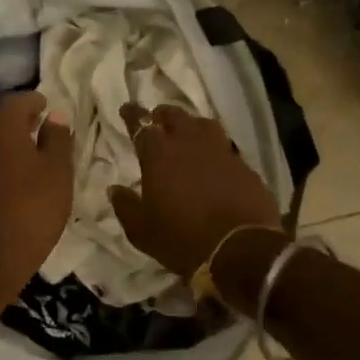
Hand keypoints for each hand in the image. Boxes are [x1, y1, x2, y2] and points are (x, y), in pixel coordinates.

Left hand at [0, 92, 74, 295]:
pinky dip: (4, 161)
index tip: (48, 106)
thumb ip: (58, 139)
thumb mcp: (57, 172)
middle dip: (23, 121)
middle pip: (1, 120)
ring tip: (36, 154)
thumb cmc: (32, 208)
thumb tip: (56, 114)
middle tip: (45, 128)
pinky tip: (19, 177)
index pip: (17, 101)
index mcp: (3, 129)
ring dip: (13, 142)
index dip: (34, 100)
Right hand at [109, 103, 282, 278]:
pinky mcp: (245, 166)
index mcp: (159, 154)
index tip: (127, 109)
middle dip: (163, 115)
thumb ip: (125, 206)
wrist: (241, 250)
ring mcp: (221, 152)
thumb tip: (114, 189)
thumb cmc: (183, 239)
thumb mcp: (142, 231)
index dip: (132, 115)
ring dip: (192, 125)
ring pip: (204, 125)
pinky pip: (226, 148)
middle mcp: (190, 143)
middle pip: (175, 116)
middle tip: (157, 120)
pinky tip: (214, 160)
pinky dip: (216, 149)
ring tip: (187, 133)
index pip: (141, 124)